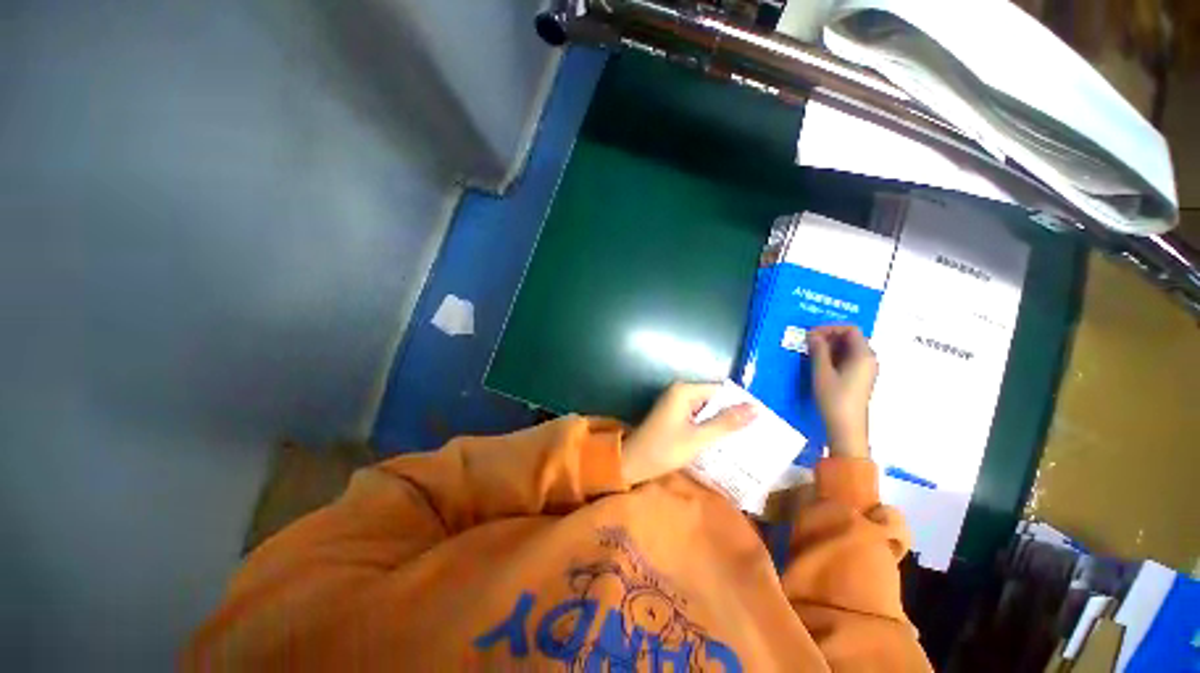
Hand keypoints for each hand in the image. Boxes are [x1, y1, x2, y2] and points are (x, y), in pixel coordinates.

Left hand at [621, 382, 755, 485]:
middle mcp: (680, 392)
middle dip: (731, 415)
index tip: (759, 420)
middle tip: (755, 432)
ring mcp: (676, 403)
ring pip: (707, 409)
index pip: (720, 391)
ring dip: (721, 423)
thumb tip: (755, 409)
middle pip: (713, 399)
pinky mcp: (674, 415)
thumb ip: (726, 423)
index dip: (739, 404)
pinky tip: (723, 441)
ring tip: (745, 438)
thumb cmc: (664, 449)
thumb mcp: (699, 438)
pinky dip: (709, 427)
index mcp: (684, 391)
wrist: (633, 462)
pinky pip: (697, 417)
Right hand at [808, 325, 877, 458]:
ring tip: (810, 351)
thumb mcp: (822, 372)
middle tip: (808, 341)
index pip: (850, 329)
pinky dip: (833, 356)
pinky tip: (818, 362)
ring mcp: (865, 370)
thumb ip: (818, 350)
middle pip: (851, 337)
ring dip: (829, 346)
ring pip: (848, 348)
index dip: (830, 327)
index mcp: (864, 355)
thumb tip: (813, 334)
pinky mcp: (858, 378)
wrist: (846, 427)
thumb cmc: (834, 398)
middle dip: (829, 335)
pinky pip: (847, 359)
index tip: (811, 333)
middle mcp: (868, 359)